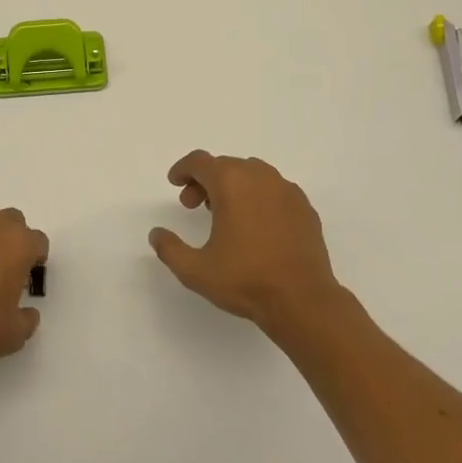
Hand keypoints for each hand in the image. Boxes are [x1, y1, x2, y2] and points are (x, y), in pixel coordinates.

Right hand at [149, 152, 342, 328]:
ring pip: (252, 174)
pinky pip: (274, 190)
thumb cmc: (246, 280)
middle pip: (225, 165)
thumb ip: (170, 249)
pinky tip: (256, 225)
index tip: (175, 183)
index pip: (200, 161)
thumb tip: (156, 234)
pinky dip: (258, 197)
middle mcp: (260, 176)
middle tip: (194, 206)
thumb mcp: (196, 270)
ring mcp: (286, 190)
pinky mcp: (304, 207)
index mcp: (231, 182)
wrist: (303, 301)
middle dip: (205, 181)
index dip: (183, 169)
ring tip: (225, 215)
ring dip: (233, 186)